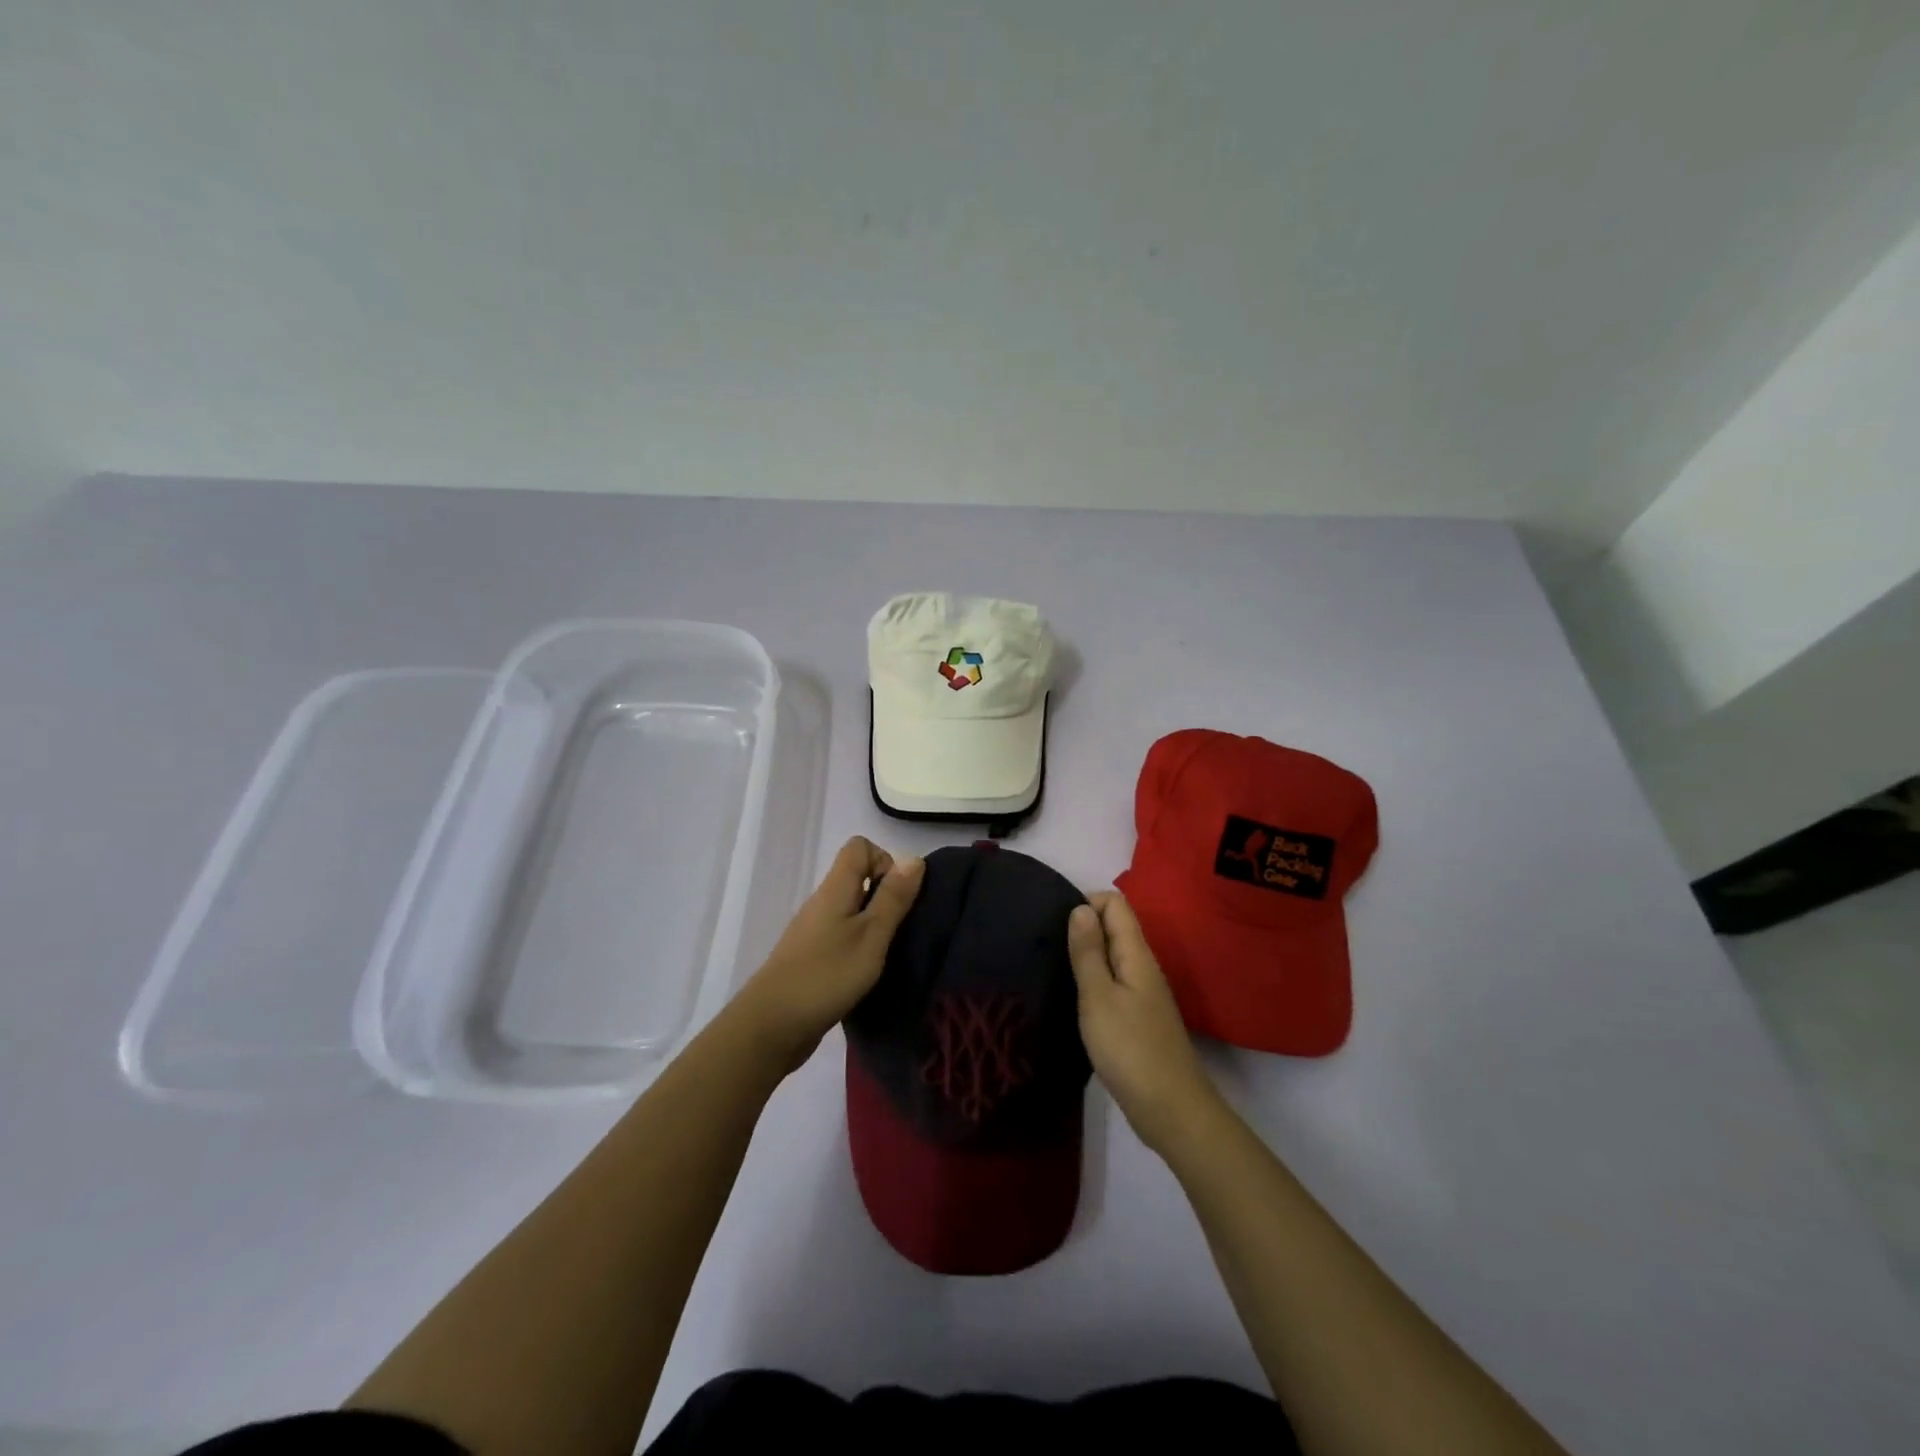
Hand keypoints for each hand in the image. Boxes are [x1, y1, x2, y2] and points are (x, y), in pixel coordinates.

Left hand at [734, 836, 923, 1071]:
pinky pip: (842, 935)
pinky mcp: (811, 957)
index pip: (859, 847)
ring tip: (888, 954)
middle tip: (900, 929)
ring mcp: (813, 930)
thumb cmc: (827, 975)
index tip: (897, 896)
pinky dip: (860, 945)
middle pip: (857, 877)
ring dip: (874, 923)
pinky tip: (867, 973)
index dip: (885, 861)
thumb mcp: (871, 935)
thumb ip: (893, 898)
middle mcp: (822, 902)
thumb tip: (914, 857)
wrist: (771, 1026)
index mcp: (835, 888)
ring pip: (851, 909)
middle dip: (886, 896)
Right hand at [1068, 890, 1220, 1154]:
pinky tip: (1070, 998)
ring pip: (1112, 957)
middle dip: (1081, 927)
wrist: (1171, 1110)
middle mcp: (1143, 967)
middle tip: (1044, 945)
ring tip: (1050, 968)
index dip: (1086, 902)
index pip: (1115, 904)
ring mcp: (1142, 994)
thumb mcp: (1098, 996)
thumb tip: (1080, 907)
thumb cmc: (1130, 1048)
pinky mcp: (1137, 1019)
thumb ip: (1089, 951)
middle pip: (1114, 928)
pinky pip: (1113, 983)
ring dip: (1085, 956)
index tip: (1053, 923)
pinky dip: (1092, 982)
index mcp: (1136, 954)